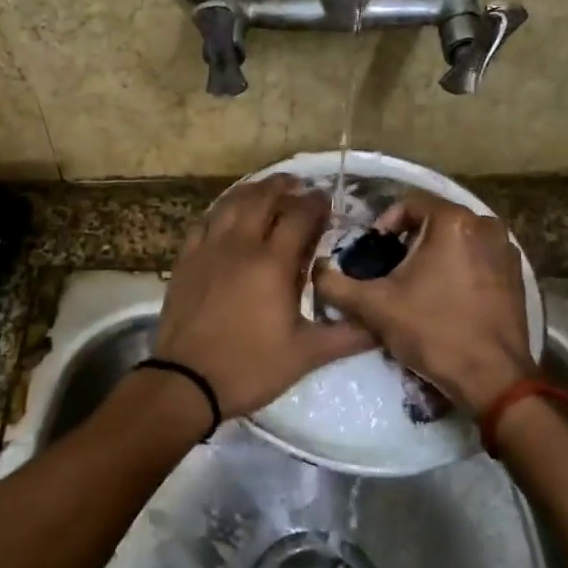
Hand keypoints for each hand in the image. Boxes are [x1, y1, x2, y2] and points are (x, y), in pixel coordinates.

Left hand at [155, 176, 375, 417]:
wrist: (186, 382)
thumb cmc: (250, 367)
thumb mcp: (306, 355)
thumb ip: (347, 335)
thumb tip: (382, 325)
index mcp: (273, 264)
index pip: (299, 216)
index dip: (316, 203)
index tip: (327, 201)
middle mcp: (240, 245)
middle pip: (262, 198)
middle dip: (284, 186)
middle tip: (298, 186)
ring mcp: (208, 250)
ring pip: (230, 204)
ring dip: (252, 191)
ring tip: (266, 190)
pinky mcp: (186, 261)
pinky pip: (204, 222)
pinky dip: (220, 211)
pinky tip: (226, 216)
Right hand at [313, 190, 534, 413]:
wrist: (492, 378)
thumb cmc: (433, 332)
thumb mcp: (374, 307)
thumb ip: (336, 285)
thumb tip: (316, 271)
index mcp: (453, 221)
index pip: (408, 203)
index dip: (383, 226)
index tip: (372, 255)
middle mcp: (485, 224)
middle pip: (433, 220)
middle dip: (408, 241)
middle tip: (388, 272)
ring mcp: (506, 249)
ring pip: (456, 239)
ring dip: (433, 254)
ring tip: (414, 286)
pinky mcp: (515, 274)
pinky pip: (477, 258)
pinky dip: (458, 268)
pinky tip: (444, 298)